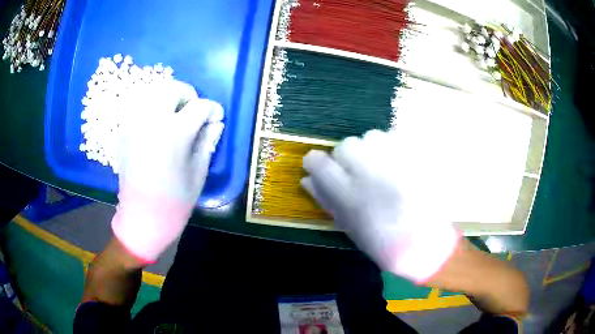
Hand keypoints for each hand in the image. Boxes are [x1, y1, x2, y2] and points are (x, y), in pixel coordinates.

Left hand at [111, 80, 223, 262]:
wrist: (142, 218)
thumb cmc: (174, 201)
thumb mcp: (198, 172)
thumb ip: (207, 142)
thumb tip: (215, 123)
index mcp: (174, 134)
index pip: (199, 106)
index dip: (212, 109)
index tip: (216, 117)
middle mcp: (151, 121)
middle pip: (172, 89)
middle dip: (188, 95)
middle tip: (193, 111)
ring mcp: (134, 125)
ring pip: (152, 93)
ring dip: (168, 99)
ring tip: (174, 116)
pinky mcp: (124, 132)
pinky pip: (139, 108)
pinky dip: (152, 108)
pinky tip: (157, 126)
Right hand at [302, 130, 459, 282]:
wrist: (428, 244)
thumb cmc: (384, 244)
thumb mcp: (349, 227)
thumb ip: (326, 200)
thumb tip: (307, 179)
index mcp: (351, 196)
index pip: (319, 163)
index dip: (315, 163)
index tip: (319, 168)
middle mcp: (372, 173)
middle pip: (345, 145)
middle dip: (346, 157)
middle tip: (358, 174)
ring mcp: (398, 162)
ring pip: (370, 136)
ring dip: (370, 149)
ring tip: (381, 167)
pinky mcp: (417, 156)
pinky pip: (395, 137)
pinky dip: (391, 146)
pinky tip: (398, 163)